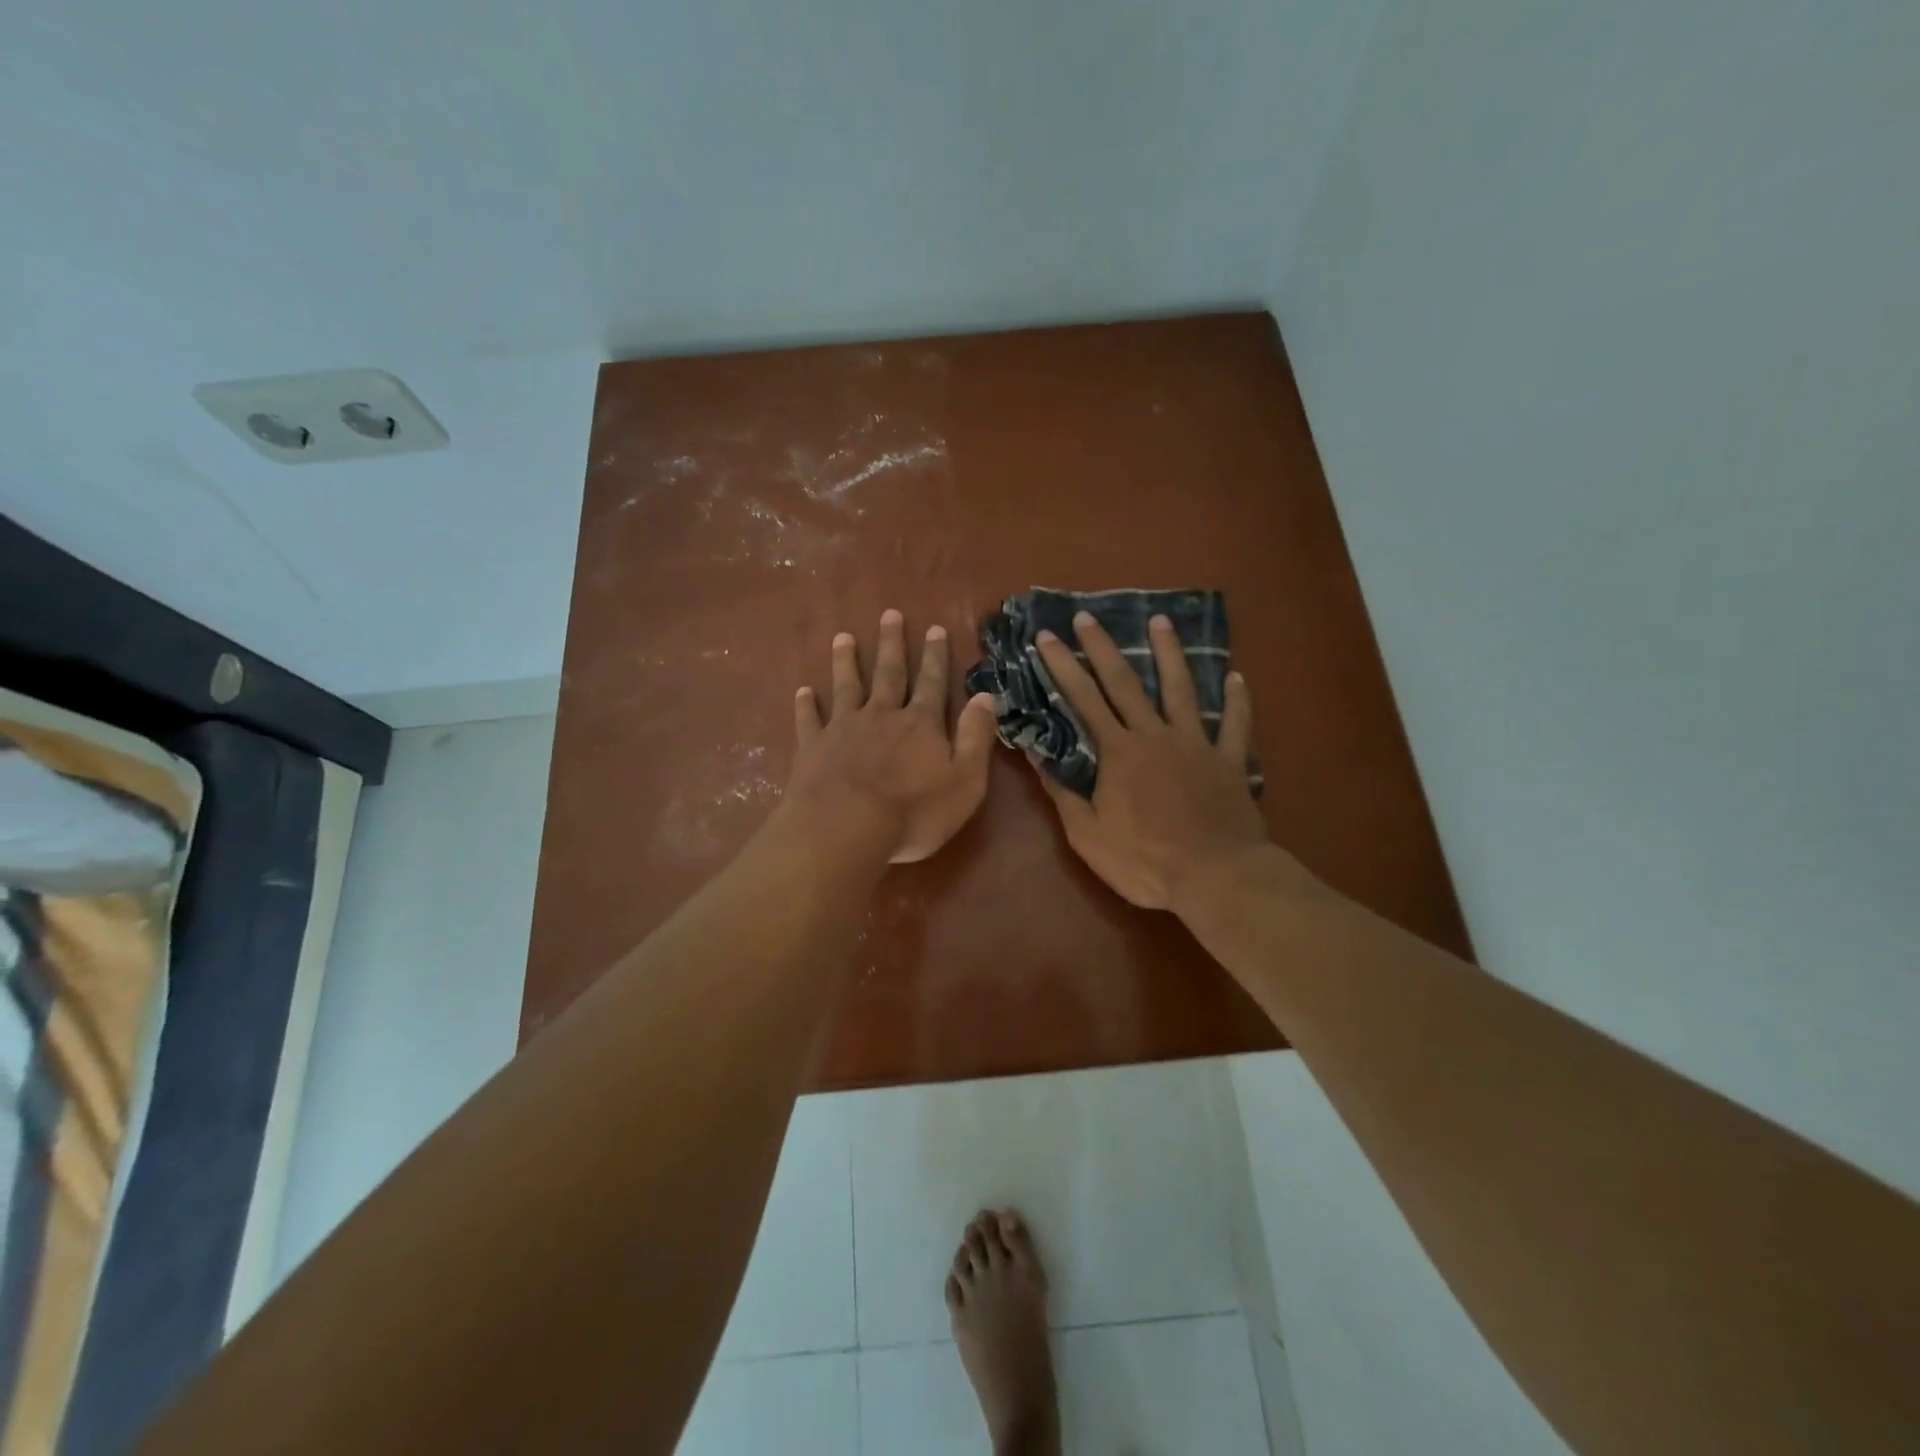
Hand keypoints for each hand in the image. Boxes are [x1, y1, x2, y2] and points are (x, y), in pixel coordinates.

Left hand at [787, 609, 997, 863]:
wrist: (846, 829)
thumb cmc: (913, 812)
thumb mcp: (965, 781)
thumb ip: (975, 737)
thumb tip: (986, 696)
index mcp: (921, 724)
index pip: (932, 682)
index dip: (936, 656)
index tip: (935, 628)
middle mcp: (882, 716)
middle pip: (888, 673)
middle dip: (891, 644)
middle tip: (889, 614)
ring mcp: (843, 729)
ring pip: (846, 686)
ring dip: (846, 661)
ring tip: (843, 638)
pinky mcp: (813, 748)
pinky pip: (809, 720)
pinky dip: (806, 704)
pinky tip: (803, 691)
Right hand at [1030, 611, 1267, 910]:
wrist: (1216, 876)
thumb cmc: (1144, 861)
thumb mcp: (1087, 834)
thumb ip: (1061, 791)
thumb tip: (1032, 752)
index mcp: (1118, 752)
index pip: (1083, 700)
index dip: (1062, 667)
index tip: (1046, 638)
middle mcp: (1155, 736)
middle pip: (1126, 683)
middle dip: (1102, 648)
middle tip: (1087, 617)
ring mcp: (1197, 744)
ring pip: (1182, 689)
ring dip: (1170, 654)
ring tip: (1162, 621)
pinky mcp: (1229, 761)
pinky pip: (1235, 725)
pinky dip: (1238, 701)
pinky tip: (1238, 678)